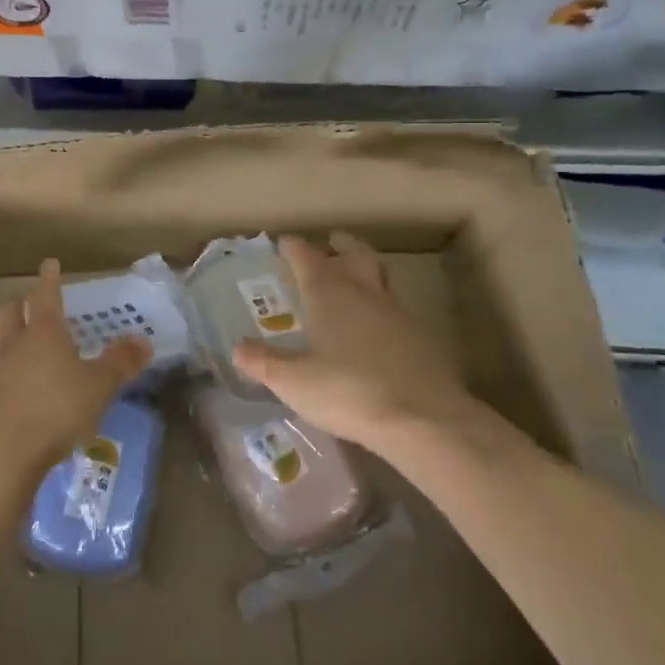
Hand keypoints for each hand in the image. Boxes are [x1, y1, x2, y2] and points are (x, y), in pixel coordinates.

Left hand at [0, 259, 151, 475]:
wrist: (1, 452)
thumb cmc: (56, 412)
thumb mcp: (99, 387)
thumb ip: (120, 363)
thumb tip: (143, 340)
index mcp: (43, 335)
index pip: (46, 297)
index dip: (49, 280)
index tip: (49, 264)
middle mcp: (9, 345)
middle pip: (5, 312)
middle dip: (15, 304)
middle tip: (23, 304)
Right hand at [232, 232, 485, 453]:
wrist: (427, 421)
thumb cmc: (349, 392)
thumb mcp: (294, 383)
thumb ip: (264, 362)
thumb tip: (237, 348)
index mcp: (329, 294)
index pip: (307, 257)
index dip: (293, 248)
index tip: (284, 243)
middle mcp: (364, 293)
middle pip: (354, 254)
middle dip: (339, 246)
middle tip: (329, 244)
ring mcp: (398, 313)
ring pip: (380, 277)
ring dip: (365, 272)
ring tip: (352, 282)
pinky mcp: (423, 338)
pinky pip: (397, 309)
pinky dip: (382, 308)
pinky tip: (376, 330)